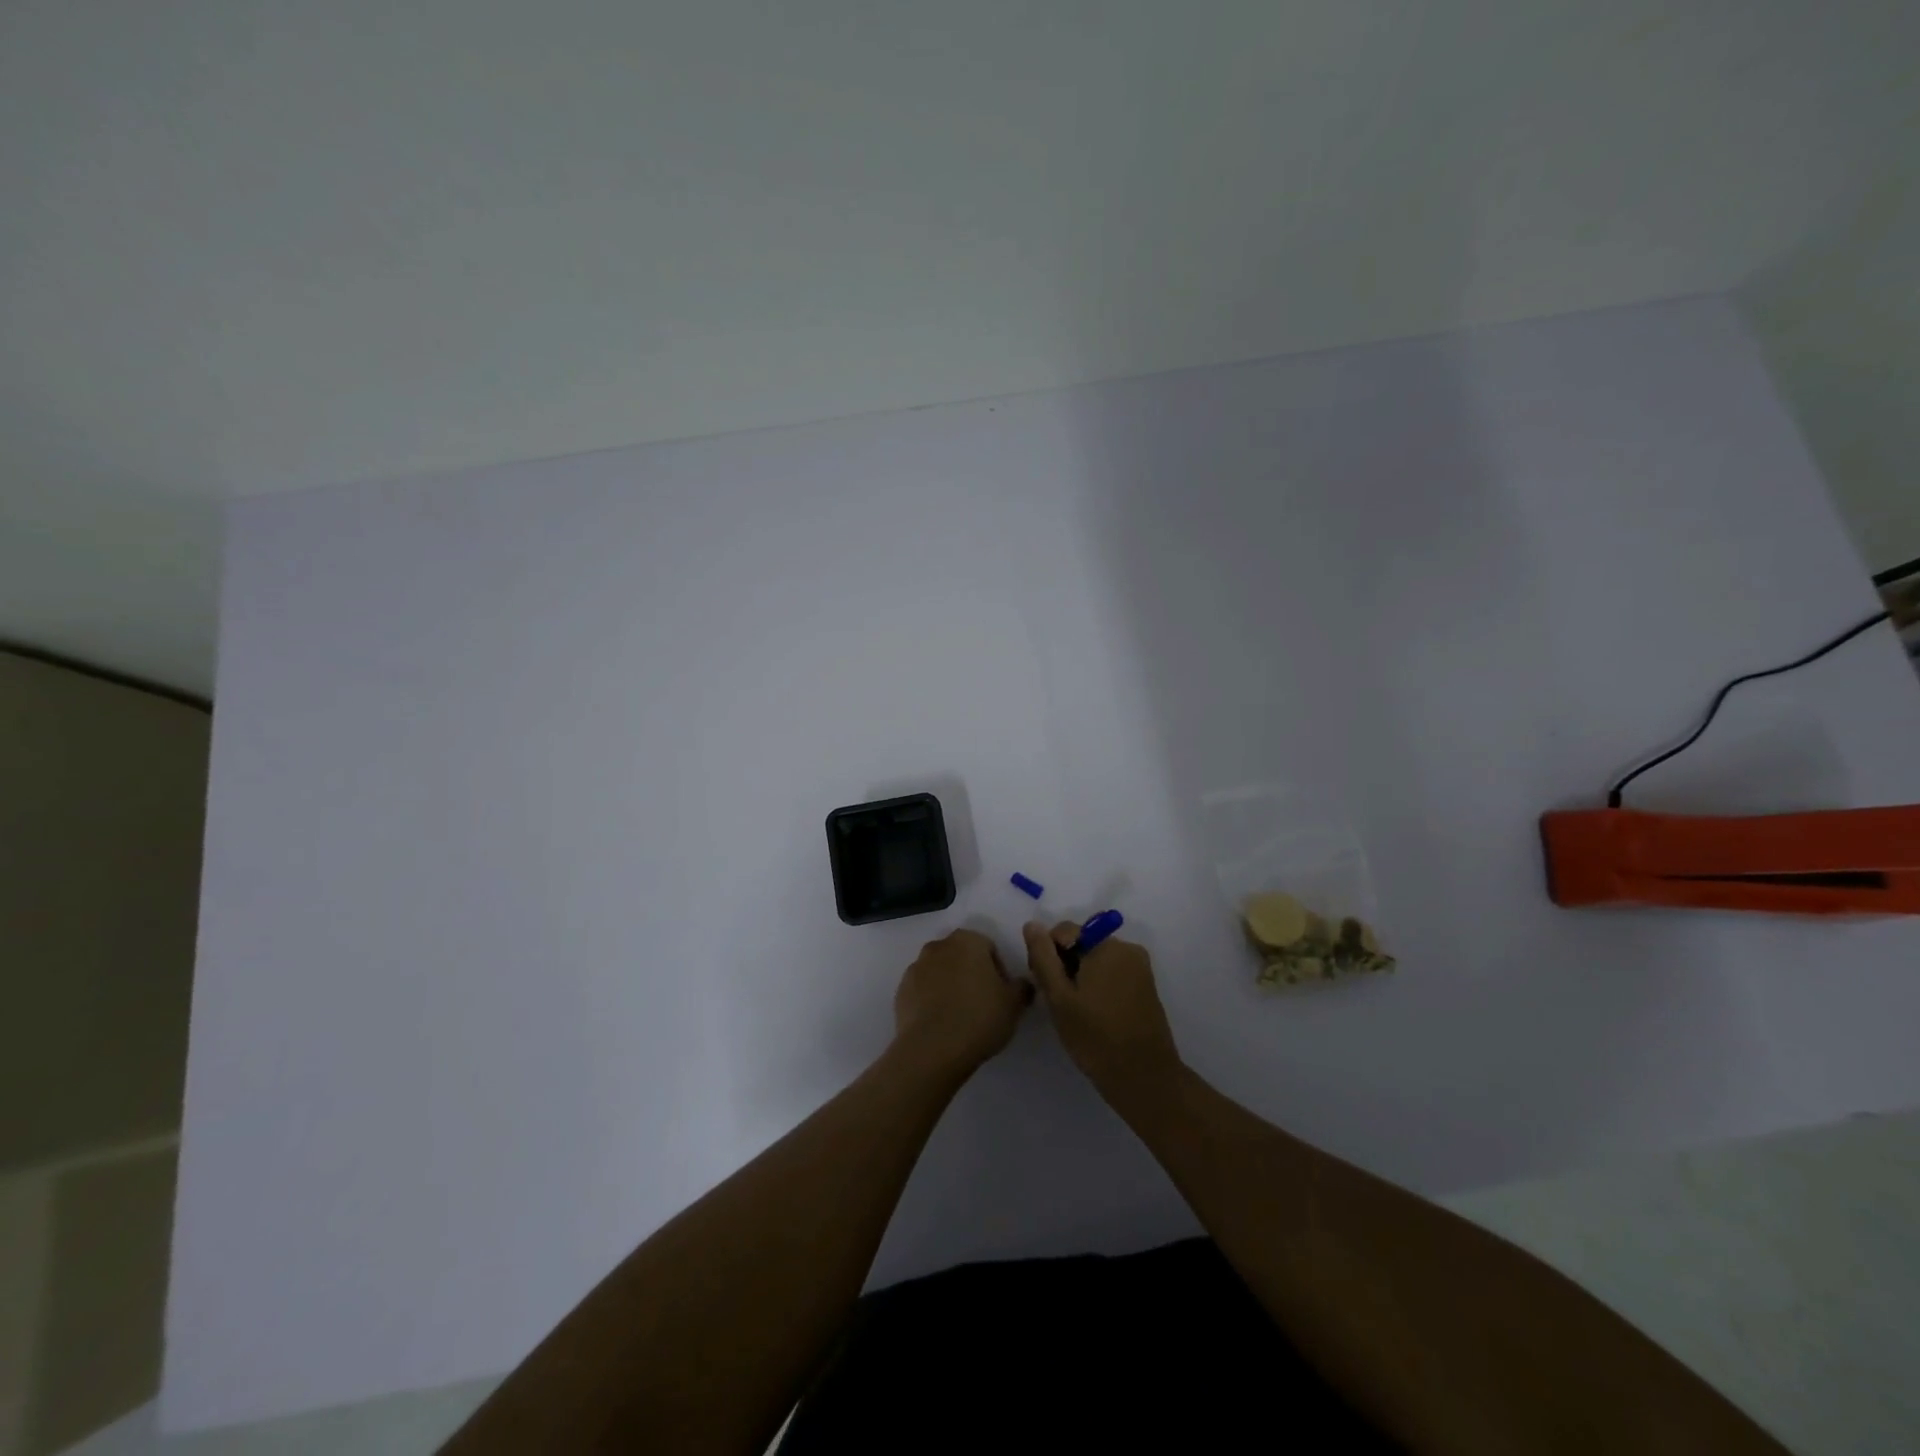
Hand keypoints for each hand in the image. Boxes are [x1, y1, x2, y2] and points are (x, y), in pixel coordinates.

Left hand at [892, 929, 1033, 1079]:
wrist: (932, 1049)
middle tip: (983, 1004)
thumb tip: (1021, 984)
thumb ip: (1021, 988)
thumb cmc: (979, 1018)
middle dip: (972, 975)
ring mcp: (915, 968)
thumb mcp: (1014, 1004)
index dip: (998, 971)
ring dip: (950, 987)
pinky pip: (922, 991)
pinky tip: (941, 1025)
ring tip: (961, 1017)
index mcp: (967, 941)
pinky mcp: (901, 991)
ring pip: (940, 973)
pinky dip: (932, 1001)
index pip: (988, 947)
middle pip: (961, 957)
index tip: (1002, 995)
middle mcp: (938, 946)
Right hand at [1024, 921, 1180, 1099]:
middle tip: (1059, 1001)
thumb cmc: (1096, 1037)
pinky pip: (1113, 972)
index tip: (1046, 986)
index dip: (1048, 954)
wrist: (1144, 1078)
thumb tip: (1032, 925)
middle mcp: (1127, 947)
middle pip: (1082, 942)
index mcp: (1106, 945)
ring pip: (1096, 958)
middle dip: (1065, 964)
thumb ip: (1043, 957)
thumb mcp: (1059, 997)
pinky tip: (1094, 1013)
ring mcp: (1140, 967)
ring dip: (1081, 976)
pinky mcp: (1146, 985)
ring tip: (1076, 1010)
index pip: (1063, 931)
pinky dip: (1099, 984)